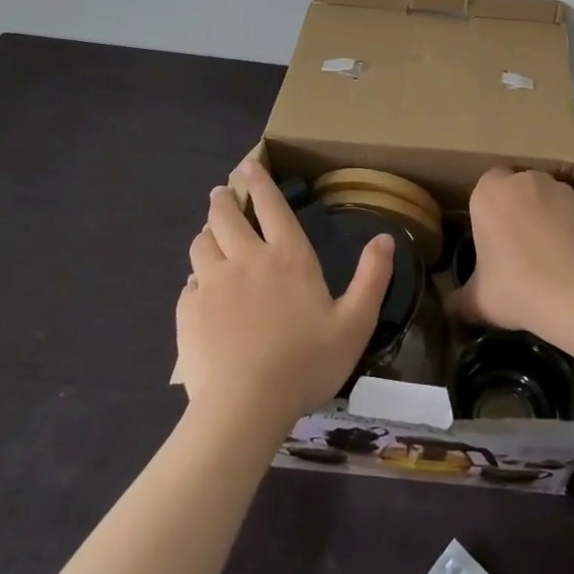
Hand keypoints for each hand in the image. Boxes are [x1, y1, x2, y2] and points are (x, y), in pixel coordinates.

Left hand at [176, 160, 394, 427]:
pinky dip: (196, 278)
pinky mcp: (188, 311)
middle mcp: (247, 259)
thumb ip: (372, 278)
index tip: (248, 166)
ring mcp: (212, 284)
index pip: (271, 206)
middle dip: (223, 200)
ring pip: (202, 244)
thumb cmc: (307, 363)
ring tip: (209, 235)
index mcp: (288, 257)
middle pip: (226, 217)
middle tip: (221, 194)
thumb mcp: (355, 323)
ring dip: (207, 234)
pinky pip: (189, 283)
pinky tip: (200, 288)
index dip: (259, 182)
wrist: (245, 406)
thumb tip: (385, 238)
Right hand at [450, 167, 573, 340]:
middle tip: (515, 251)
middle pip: (515, 190)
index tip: (488, 243)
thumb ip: (459, 300)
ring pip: (545, 200)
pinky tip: (570, 262)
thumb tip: (450, 309)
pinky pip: (571, 214)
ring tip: (547, 259)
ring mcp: (560, 189)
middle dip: (514, 212)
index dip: (486, 214)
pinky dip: (569, 230)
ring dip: (544, 219)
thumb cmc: (517, 287)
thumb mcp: (477, 302)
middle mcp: (524, 180)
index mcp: (489, 192)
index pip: (482, 189)